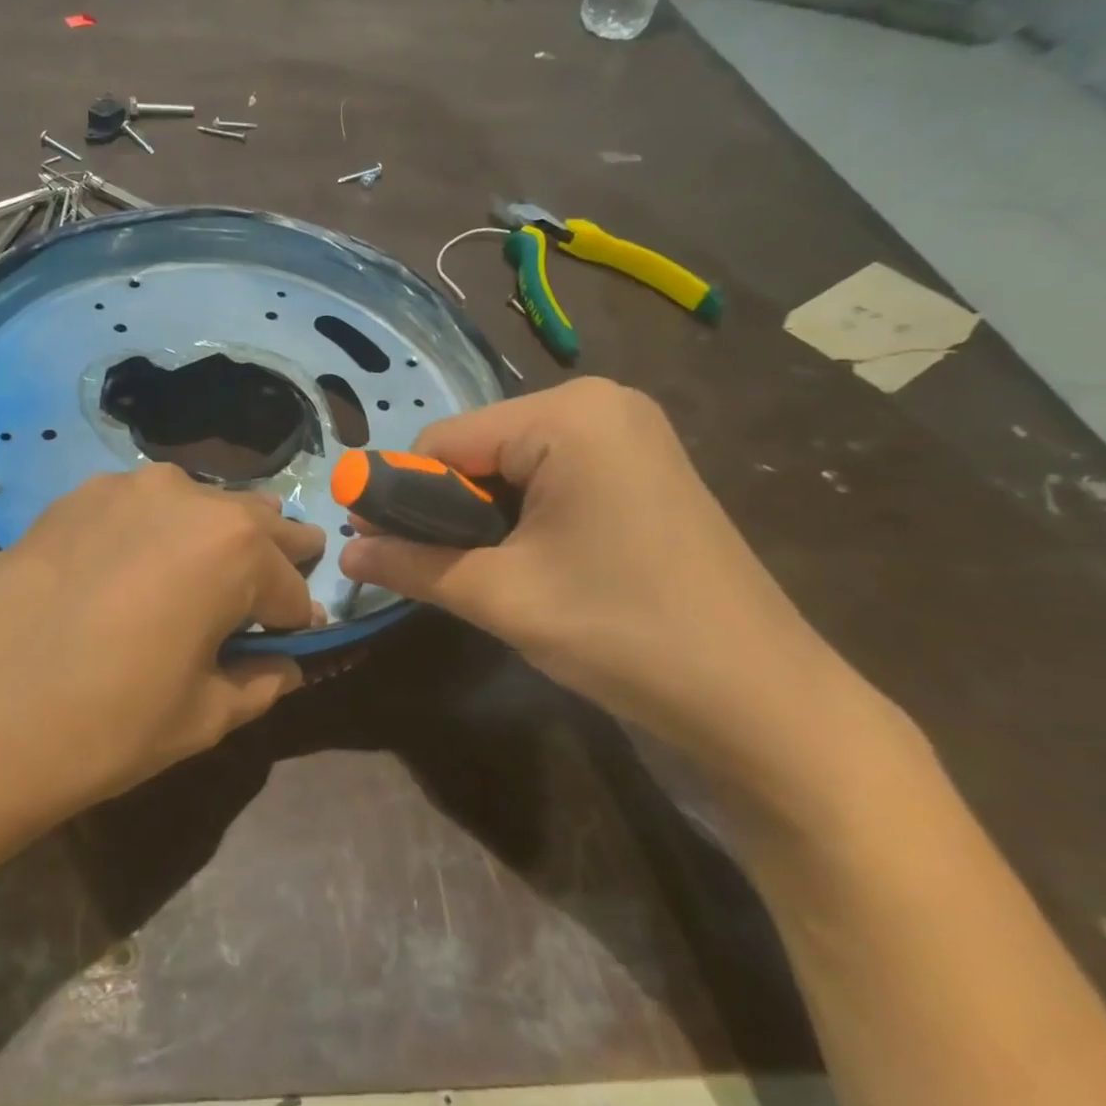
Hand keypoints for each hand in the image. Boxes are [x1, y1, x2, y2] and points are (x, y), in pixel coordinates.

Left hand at [0, 463, 324, 931]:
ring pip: (198, 508)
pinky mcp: (73, 498)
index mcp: (234, 546)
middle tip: (263, 603)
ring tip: (197, 585)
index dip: (294, 621)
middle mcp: (185, 495)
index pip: (291, 585)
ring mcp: (123, 488)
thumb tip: (286, 662)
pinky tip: (132, 573)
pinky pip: (142, 508)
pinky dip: (158, 533)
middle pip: (254, 524)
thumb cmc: (102, 728)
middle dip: (270, 562)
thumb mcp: (203, 717)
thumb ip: (261, 681)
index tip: (288, 645)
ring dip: (213, 541)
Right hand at [340, 379, 896, 804]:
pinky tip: (531, 563)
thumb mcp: (500, 596)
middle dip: (446, 508)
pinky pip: (551, 476)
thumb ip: (411, 563)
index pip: (442, 441)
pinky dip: (522, 515)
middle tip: (440, 571)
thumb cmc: (623, 632)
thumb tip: (342, 552)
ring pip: (510, 466)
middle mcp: (599, 403)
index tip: (380, 547)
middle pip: (477, 449)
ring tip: (487, 575)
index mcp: (566, 414)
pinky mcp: (643, 467)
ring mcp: (628, 434)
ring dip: (482, 517)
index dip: (402, 494)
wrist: (763, 702)